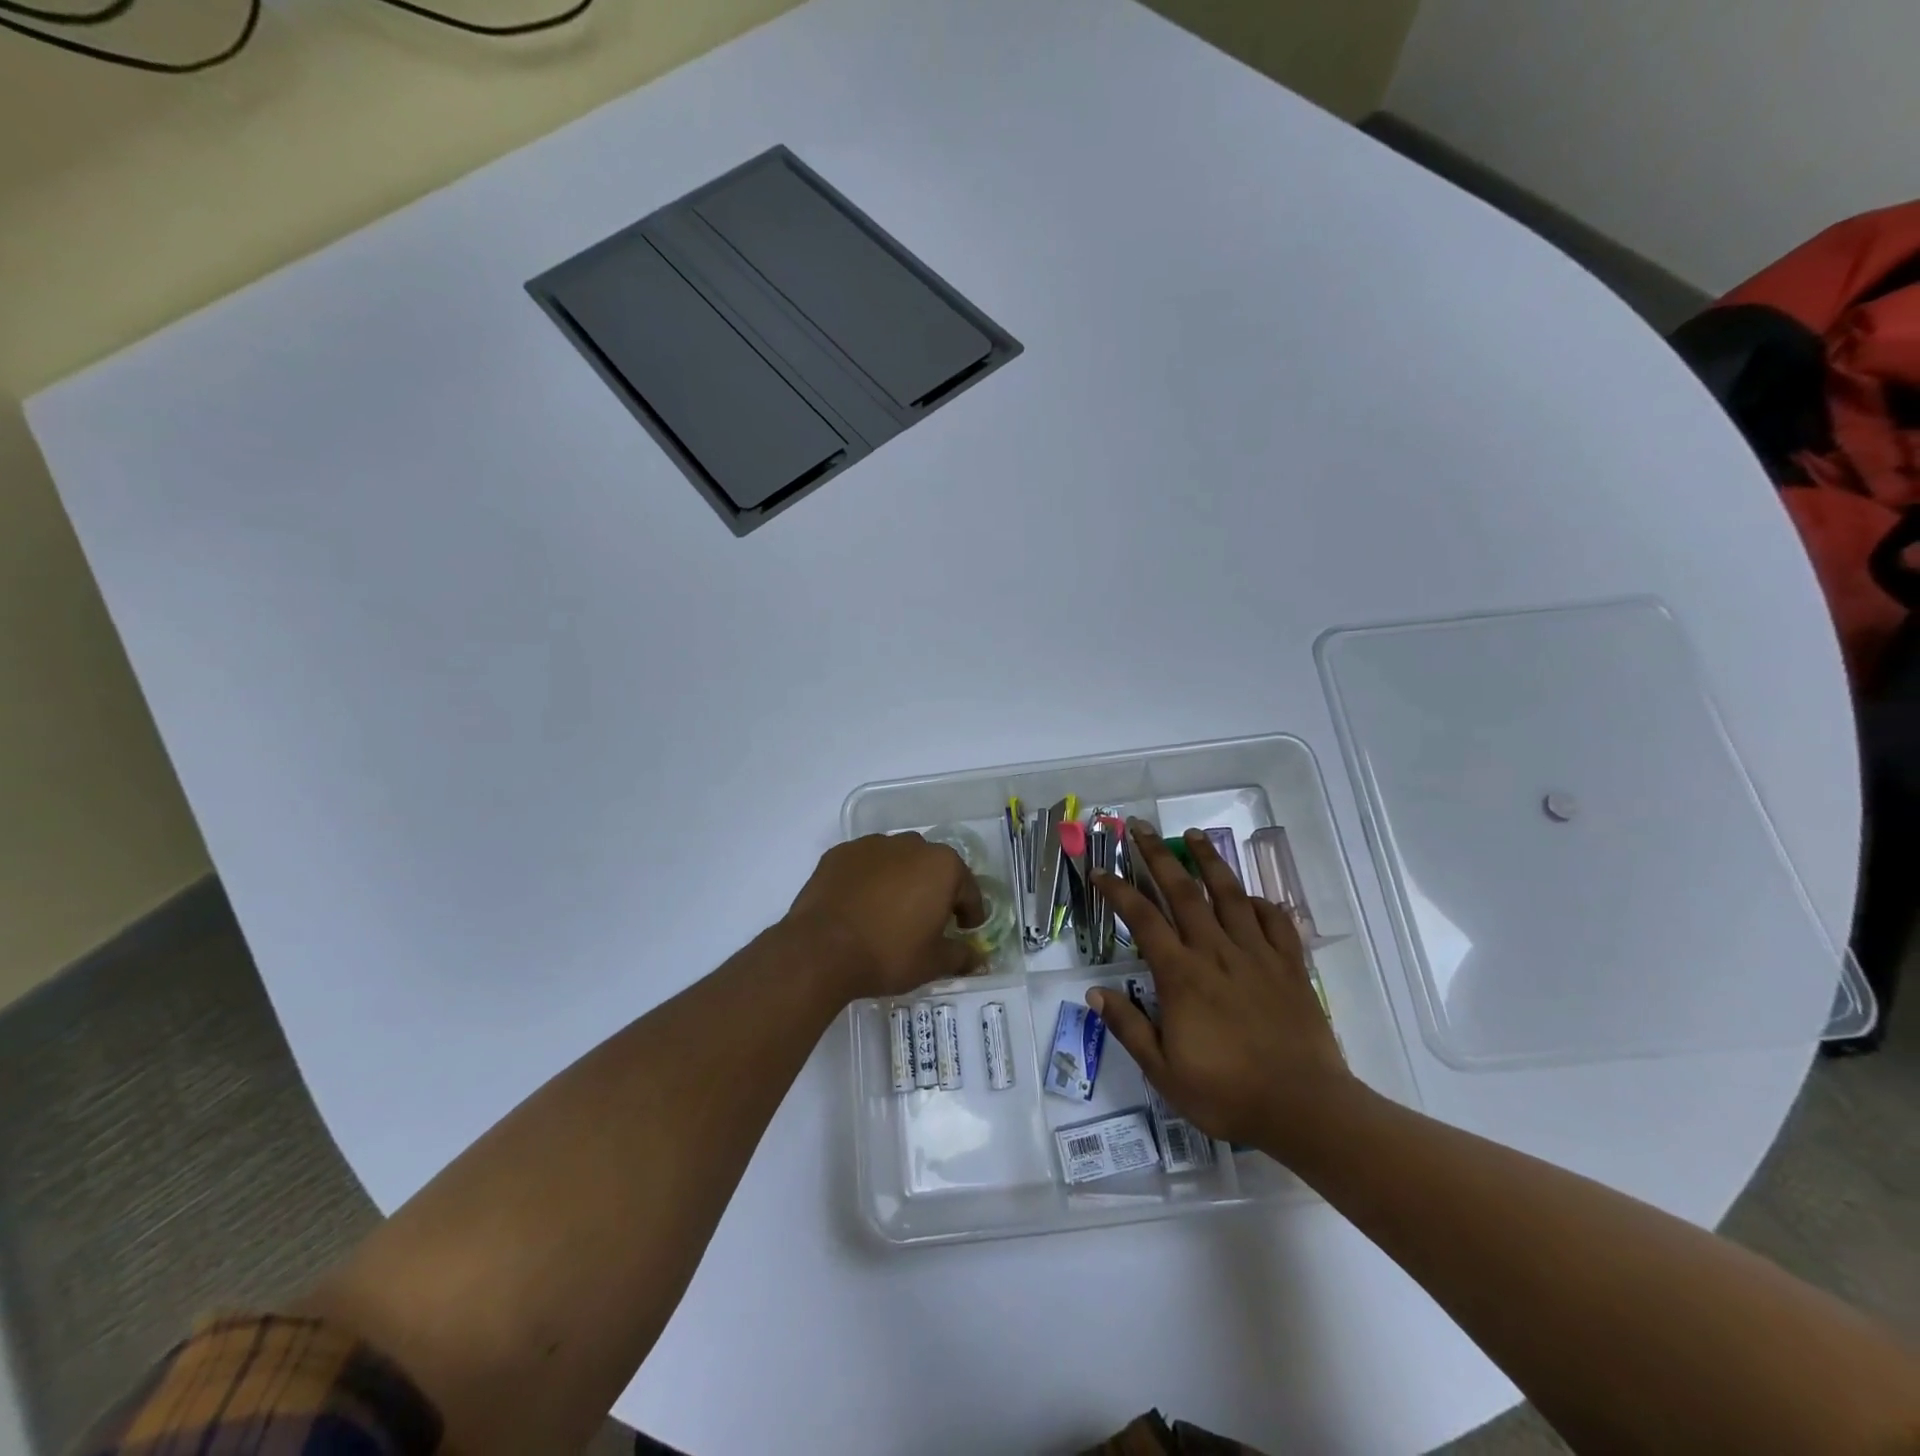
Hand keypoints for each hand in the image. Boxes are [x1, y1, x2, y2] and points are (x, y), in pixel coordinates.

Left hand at [786, 834, 984, 999]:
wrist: (821, 949)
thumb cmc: (888, 953)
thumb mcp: (933, 963)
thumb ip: (961, 956)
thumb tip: (978, 958)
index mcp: (942, 866)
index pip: (968, 889)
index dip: (969, 914)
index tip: (964, 931)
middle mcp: (911, 845)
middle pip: (932, 868)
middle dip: (934, 891)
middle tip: (927, 922)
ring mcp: (872, 845)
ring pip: (898, 861)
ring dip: (901, 881)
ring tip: (890, 913)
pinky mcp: (840, 853)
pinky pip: (865, 865)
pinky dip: (869, 880)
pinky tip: (861, 906)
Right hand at [1091, 822, 1355, 1152]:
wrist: (1305, 1109)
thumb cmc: (1227, 1093)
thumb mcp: (1164, 1072)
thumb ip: (1129, 1028)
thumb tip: (1094, 993)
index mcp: (1182, 975)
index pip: (1143, 919)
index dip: (1118, 890)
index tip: (1101, 869)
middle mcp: (1217, 953)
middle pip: (1184, 892)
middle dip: (1158, 856)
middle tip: (1141, 827)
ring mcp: (1257, 955)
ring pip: (1230, 895)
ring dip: (1209, 861)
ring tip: (1195, 835)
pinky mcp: (1290, 967)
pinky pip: (1276, 923)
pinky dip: (1262, 904)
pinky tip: (1253, 896)